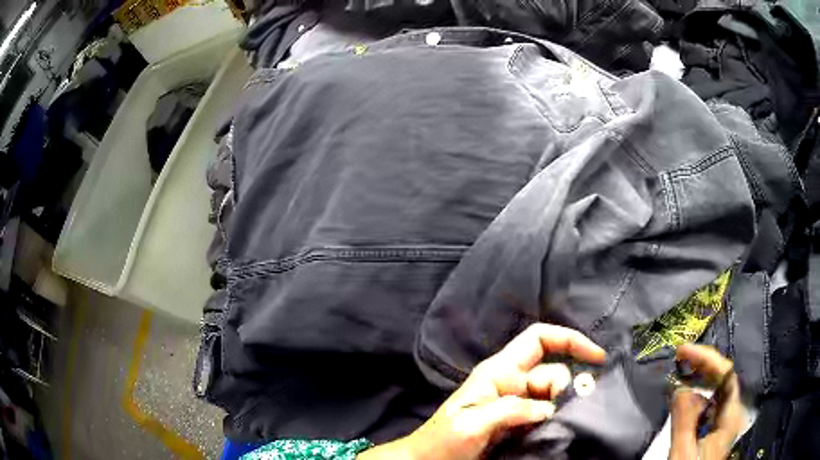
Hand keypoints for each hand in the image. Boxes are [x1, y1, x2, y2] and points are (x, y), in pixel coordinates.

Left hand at [358, 324, 606, 459]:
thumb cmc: (443, 441)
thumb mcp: (472, 423)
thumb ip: (509, 410)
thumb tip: (549, 409)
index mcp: (498, 372)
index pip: (539, 340)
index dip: (569, 339)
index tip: (597, 356)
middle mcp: (512, 384)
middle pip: (553, 372)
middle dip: (567, 386)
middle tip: (566, 411)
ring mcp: (517, 406)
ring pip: (553, 395)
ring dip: (566, 405)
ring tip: (567, 422)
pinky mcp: (520, 425)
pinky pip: (548, 415)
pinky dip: (559, 418)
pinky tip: (563, 428)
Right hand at [670, 344, 744, 459]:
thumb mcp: (682, 454)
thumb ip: (684, 421)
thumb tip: (680, 387)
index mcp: (730, 416)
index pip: (726, 375)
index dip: (707, 359)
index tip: (682, 352)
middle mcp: (732, 412)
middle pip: (723, 378)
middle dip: (703, 364)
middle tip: (680, 357)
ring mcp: (725, 420)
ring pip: (716, 390)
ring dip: (700, 378)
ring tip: (681, 371)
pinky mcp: (716, 428)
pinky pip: (709, 403)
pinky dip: (697, 394)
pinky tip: (685, 396)